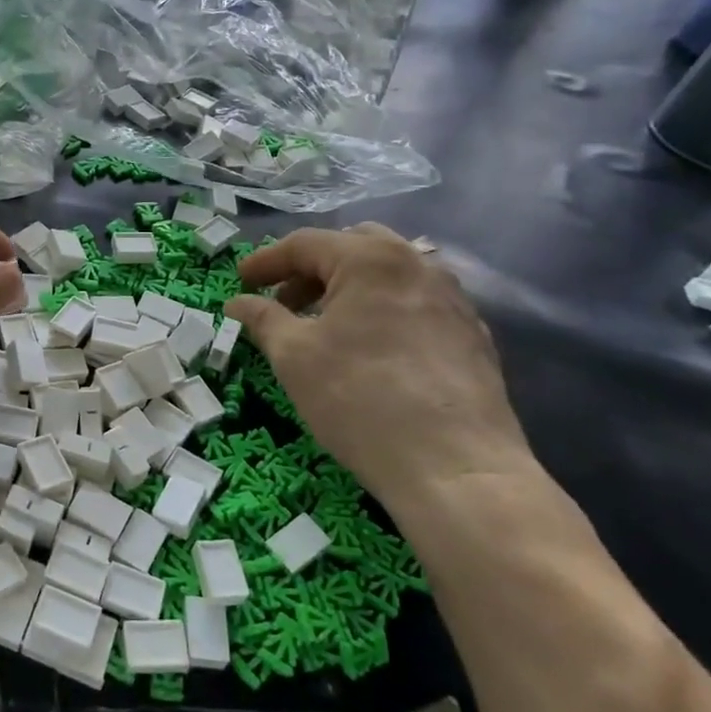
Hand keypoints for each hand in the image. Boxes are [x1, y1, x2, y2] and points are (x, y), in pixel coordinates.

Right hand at [225, 225, 529, 504]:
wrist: (456, 468)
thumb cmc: (359, 399)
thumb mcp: (293, 356)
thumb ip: (262, 319)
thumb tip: (238, 302)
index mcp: (370, 258)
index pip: (305, 244)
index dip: (266, 261)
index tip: (240, 282)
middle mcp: (417, 263)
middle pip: (351, 247)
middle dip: (311, 269)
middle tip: (283, 302)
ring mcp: (453, 298)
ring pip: (388, 274)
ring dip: (348, 288)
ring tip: (324, 326)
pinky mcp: (472, 334)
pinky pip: (416, 303)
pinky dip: (382, 310)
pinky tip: (370, 349)